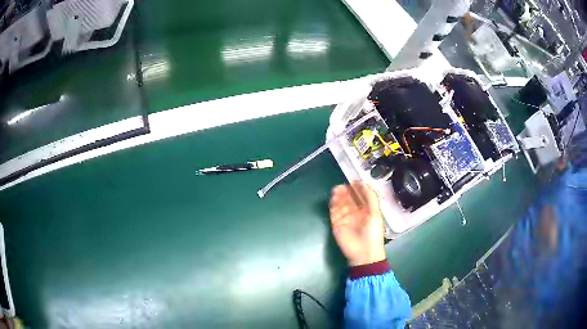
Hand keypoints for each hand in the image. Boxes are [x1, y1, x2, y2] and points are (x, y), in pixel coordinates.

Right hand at [329, 181, 385, 265]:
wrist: (363, 253)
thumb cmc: (372, 233)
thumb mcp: (375, 214)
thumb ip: (371, 198)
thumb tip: (363, 183)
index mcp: (367, 210)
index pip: (361, 196)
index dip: (357, 189)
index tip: (353, 181)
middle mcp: (356, 213)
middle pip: (349, 199)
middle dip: (346, 192)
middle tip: (342, 185)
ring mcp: (345, 218)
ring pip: (341, 204)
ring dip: (339, 196)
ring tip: (337, 189)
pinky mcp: (337, 224)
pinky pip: (334, 212)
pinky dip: (333, 204)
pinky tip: (334, 198)